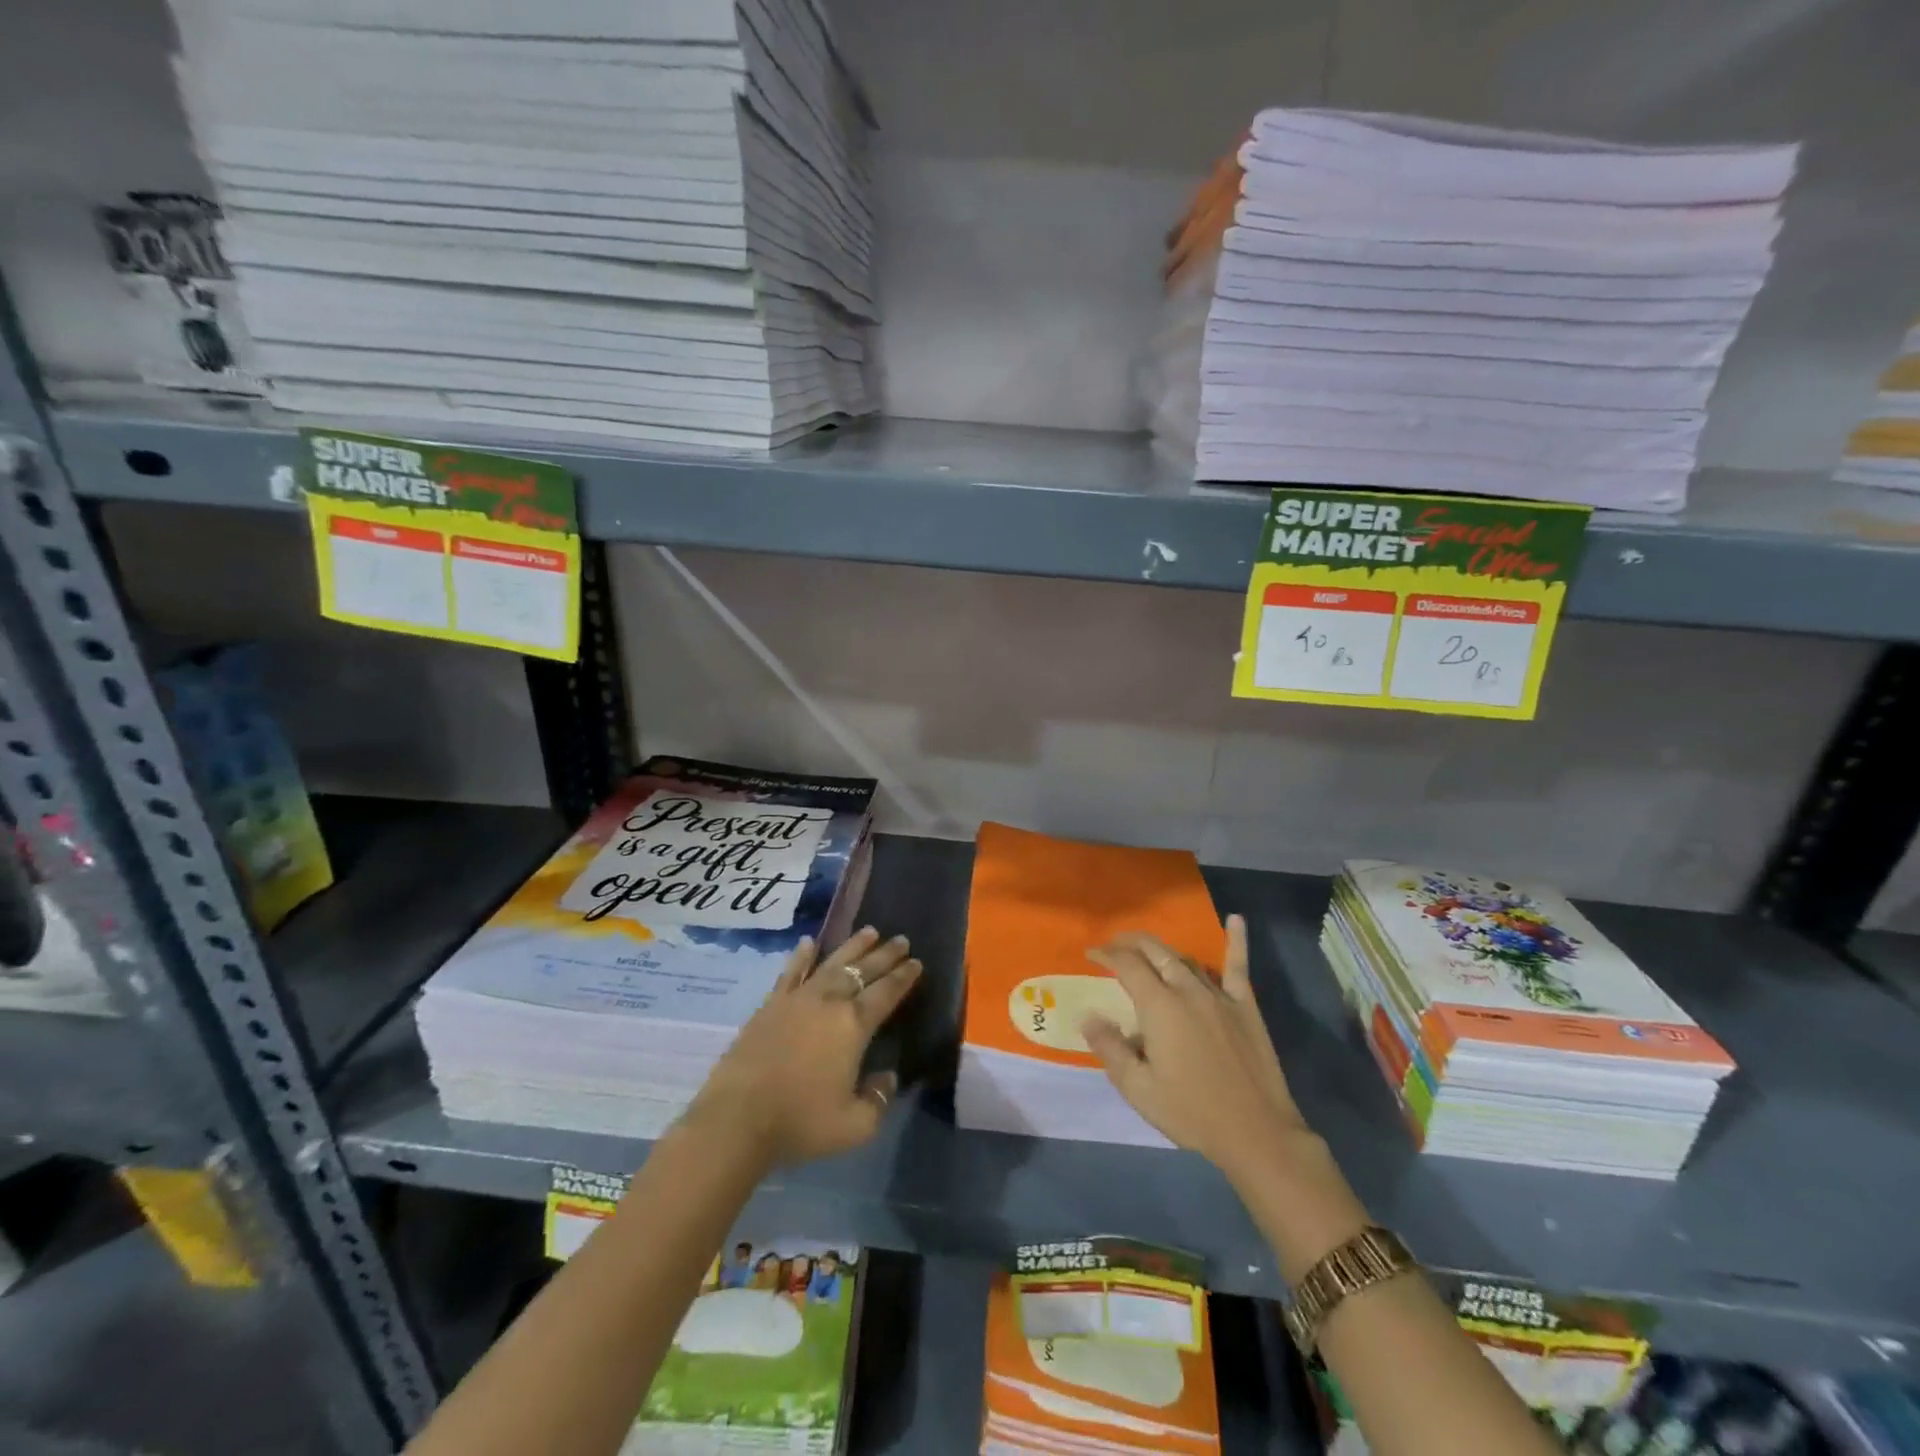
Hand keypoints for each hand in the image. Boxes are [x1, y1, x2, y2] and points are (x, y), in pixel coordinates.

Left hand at [684, 927, 921, 1169]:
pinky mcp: (770, 1005)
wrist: (737, 1118)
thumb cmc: (800, 1121)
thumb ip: (878, 1099)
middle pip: (862, 971)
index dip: (903, 977)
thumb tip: (888, 1077)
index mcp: (854, 1026)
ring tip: (869, 931)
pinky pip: (791, 972)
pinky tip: (809, 942)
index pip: (886, 993)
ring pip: (831, 963)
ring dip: (852, 946)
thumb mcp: (854, 1125)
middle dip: (884, 955)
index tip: (916, 962)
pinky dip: (801, 956)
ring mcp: (797, 999)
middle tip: (901, 939)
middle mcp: (829, 1002)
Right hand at [1082, 917, 1310, 1181]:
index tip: (1091, 954)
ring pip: (1186, 960)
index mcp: (1159, 1007)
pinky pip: (1238, 967)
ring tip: (1149, 952)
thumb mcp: (1138, 1089)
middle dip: (1131, 943)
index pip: (1127, 965)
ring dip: (1163, 952)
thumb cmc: (1192, 1112)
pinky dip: (1236, 941)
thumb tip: (1088, 1015)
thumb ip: (1110, 1048)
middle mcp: (1187, 990)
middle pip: (1155, 952)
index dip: (1106, 954)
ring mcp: (1220, 995)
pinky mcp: (1245, 1006)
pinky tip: (1236, 919)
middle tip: (1115, 946)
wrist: (1257, 1133)